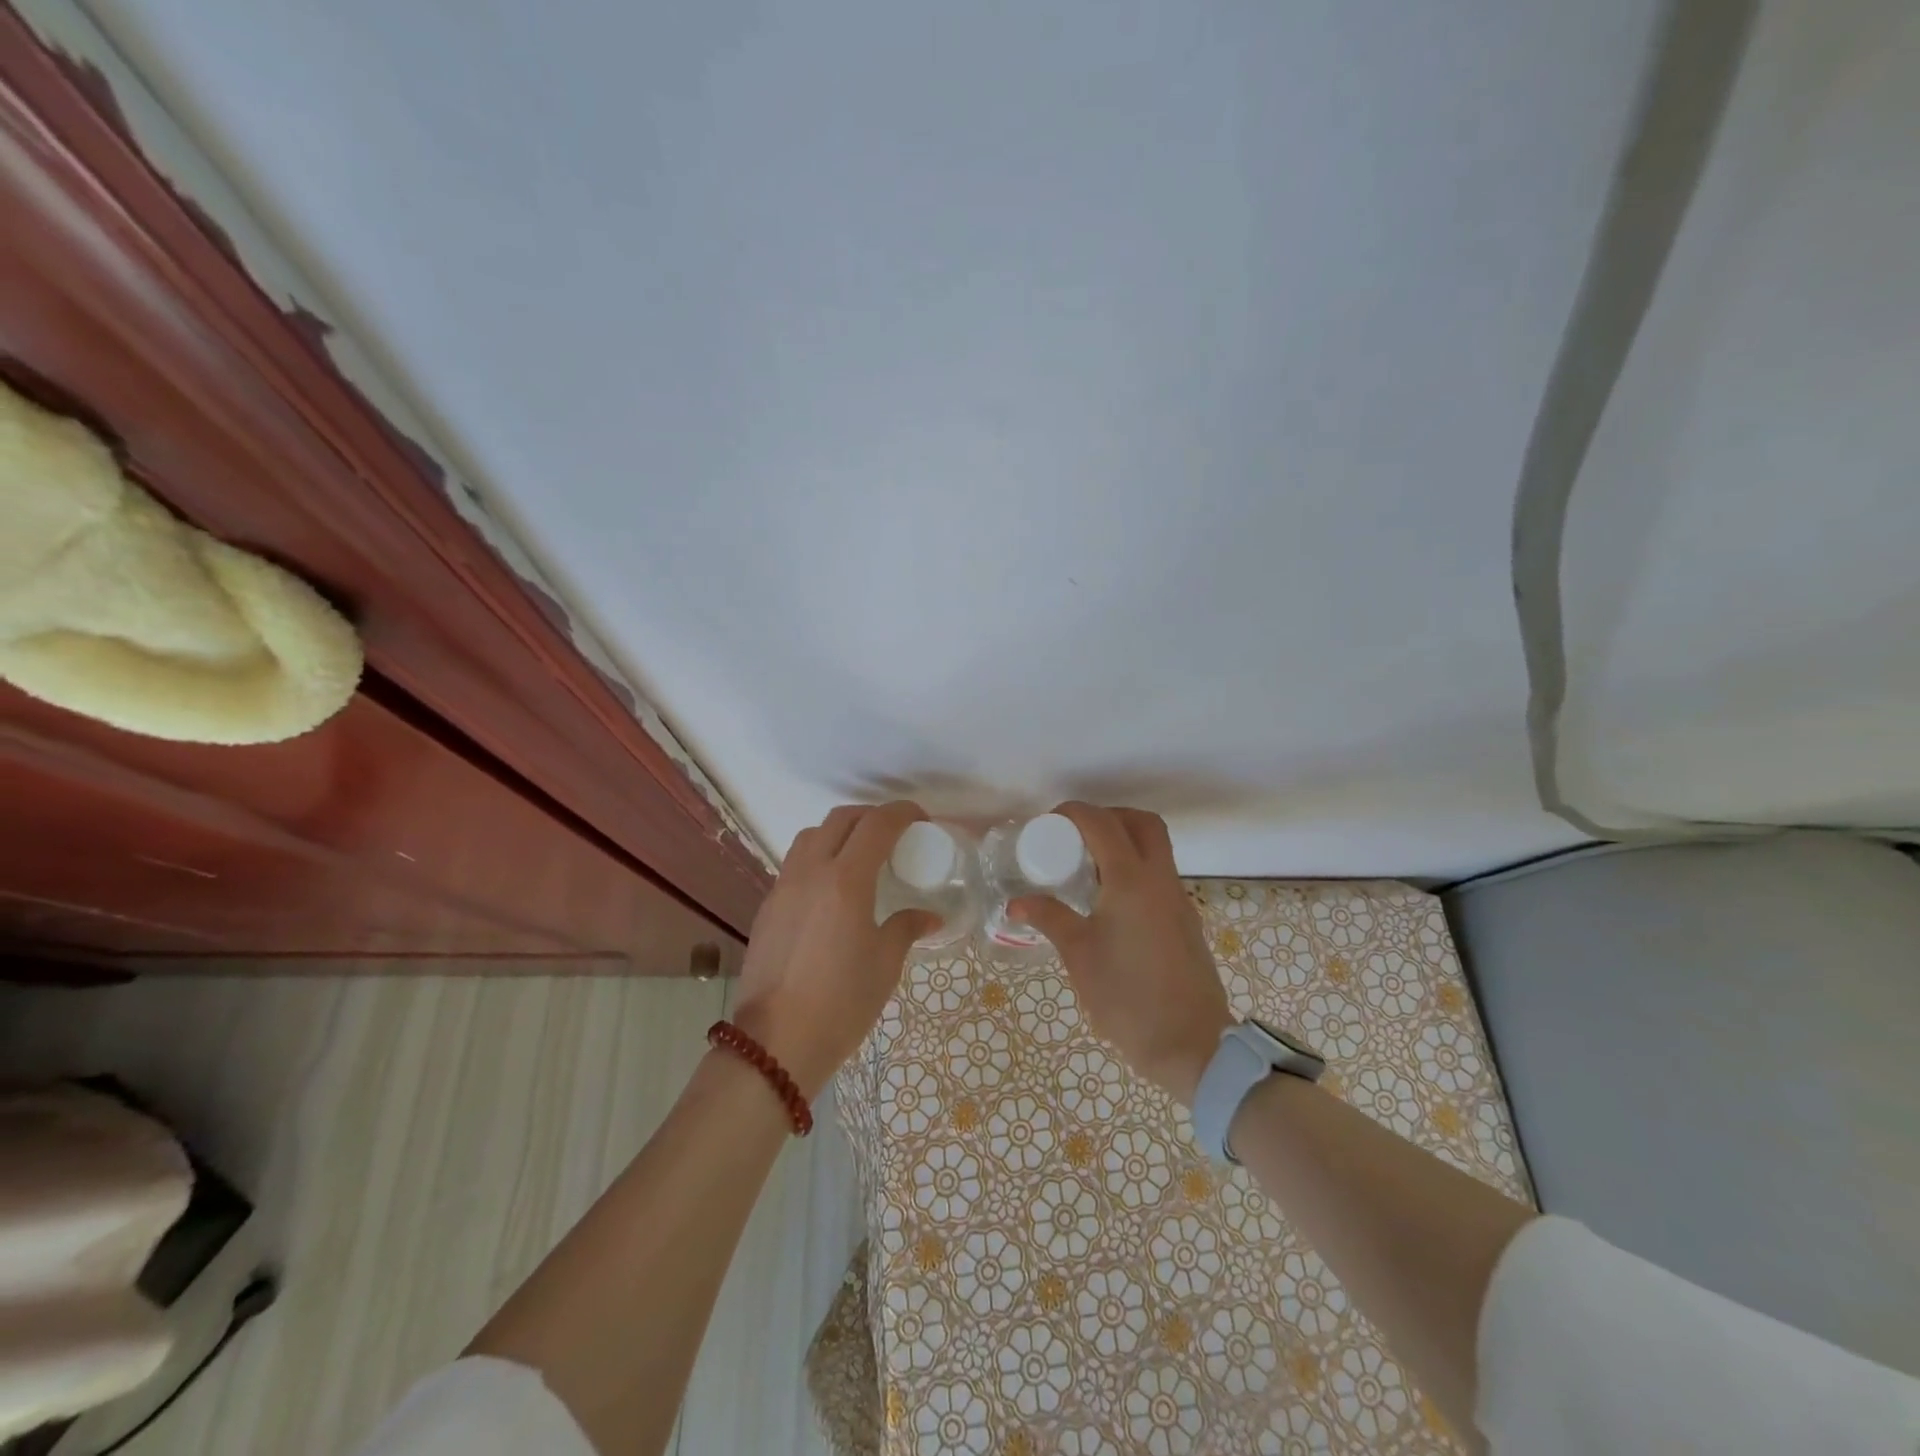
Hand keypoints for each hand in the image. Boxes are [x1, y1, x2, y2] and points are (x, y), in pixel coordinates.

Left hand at [731, 802, 937, 1098]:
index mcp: (846, 880)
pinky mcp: (767, 907)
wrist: (775, 1043)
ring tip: (861, 856)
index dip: (902, 813)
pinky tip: (832, 889)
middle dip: (871, 816)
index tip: (921, 820)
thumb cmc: (841, 1003)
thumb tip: (929, 917)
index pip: (877, 824)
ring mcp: (783, 887)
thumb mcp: (884, 965)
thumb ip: (906, 928)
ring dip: (840, 832)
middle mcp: (811, 872)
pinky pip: (795, 863)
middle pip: (841, 819)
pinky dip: (819, 858)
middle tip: (895, 834)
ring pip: (811, 836)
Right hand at [1011, 803, 1232, 1105]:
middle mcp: (1160, 880)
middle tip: (1076, 835)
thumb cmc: (1127, 997)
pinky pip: (1160, 875)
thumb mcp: (1079, 955)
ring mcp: (1178, 899)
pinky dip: (1135, 868)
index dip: (1074, 813)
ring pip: (1156, 848)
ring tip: (1087, 867)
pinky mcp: (1185, 920)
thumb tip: (1016, 902)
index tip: (1048, 823)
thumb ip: (1050, 918)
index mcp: (1131, 881)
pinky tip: (1109, 900)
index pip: (1102, 823)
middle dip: (1108, 816)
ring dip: (1124, 841)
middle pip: (1142, 823)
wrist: (1191, 1044)